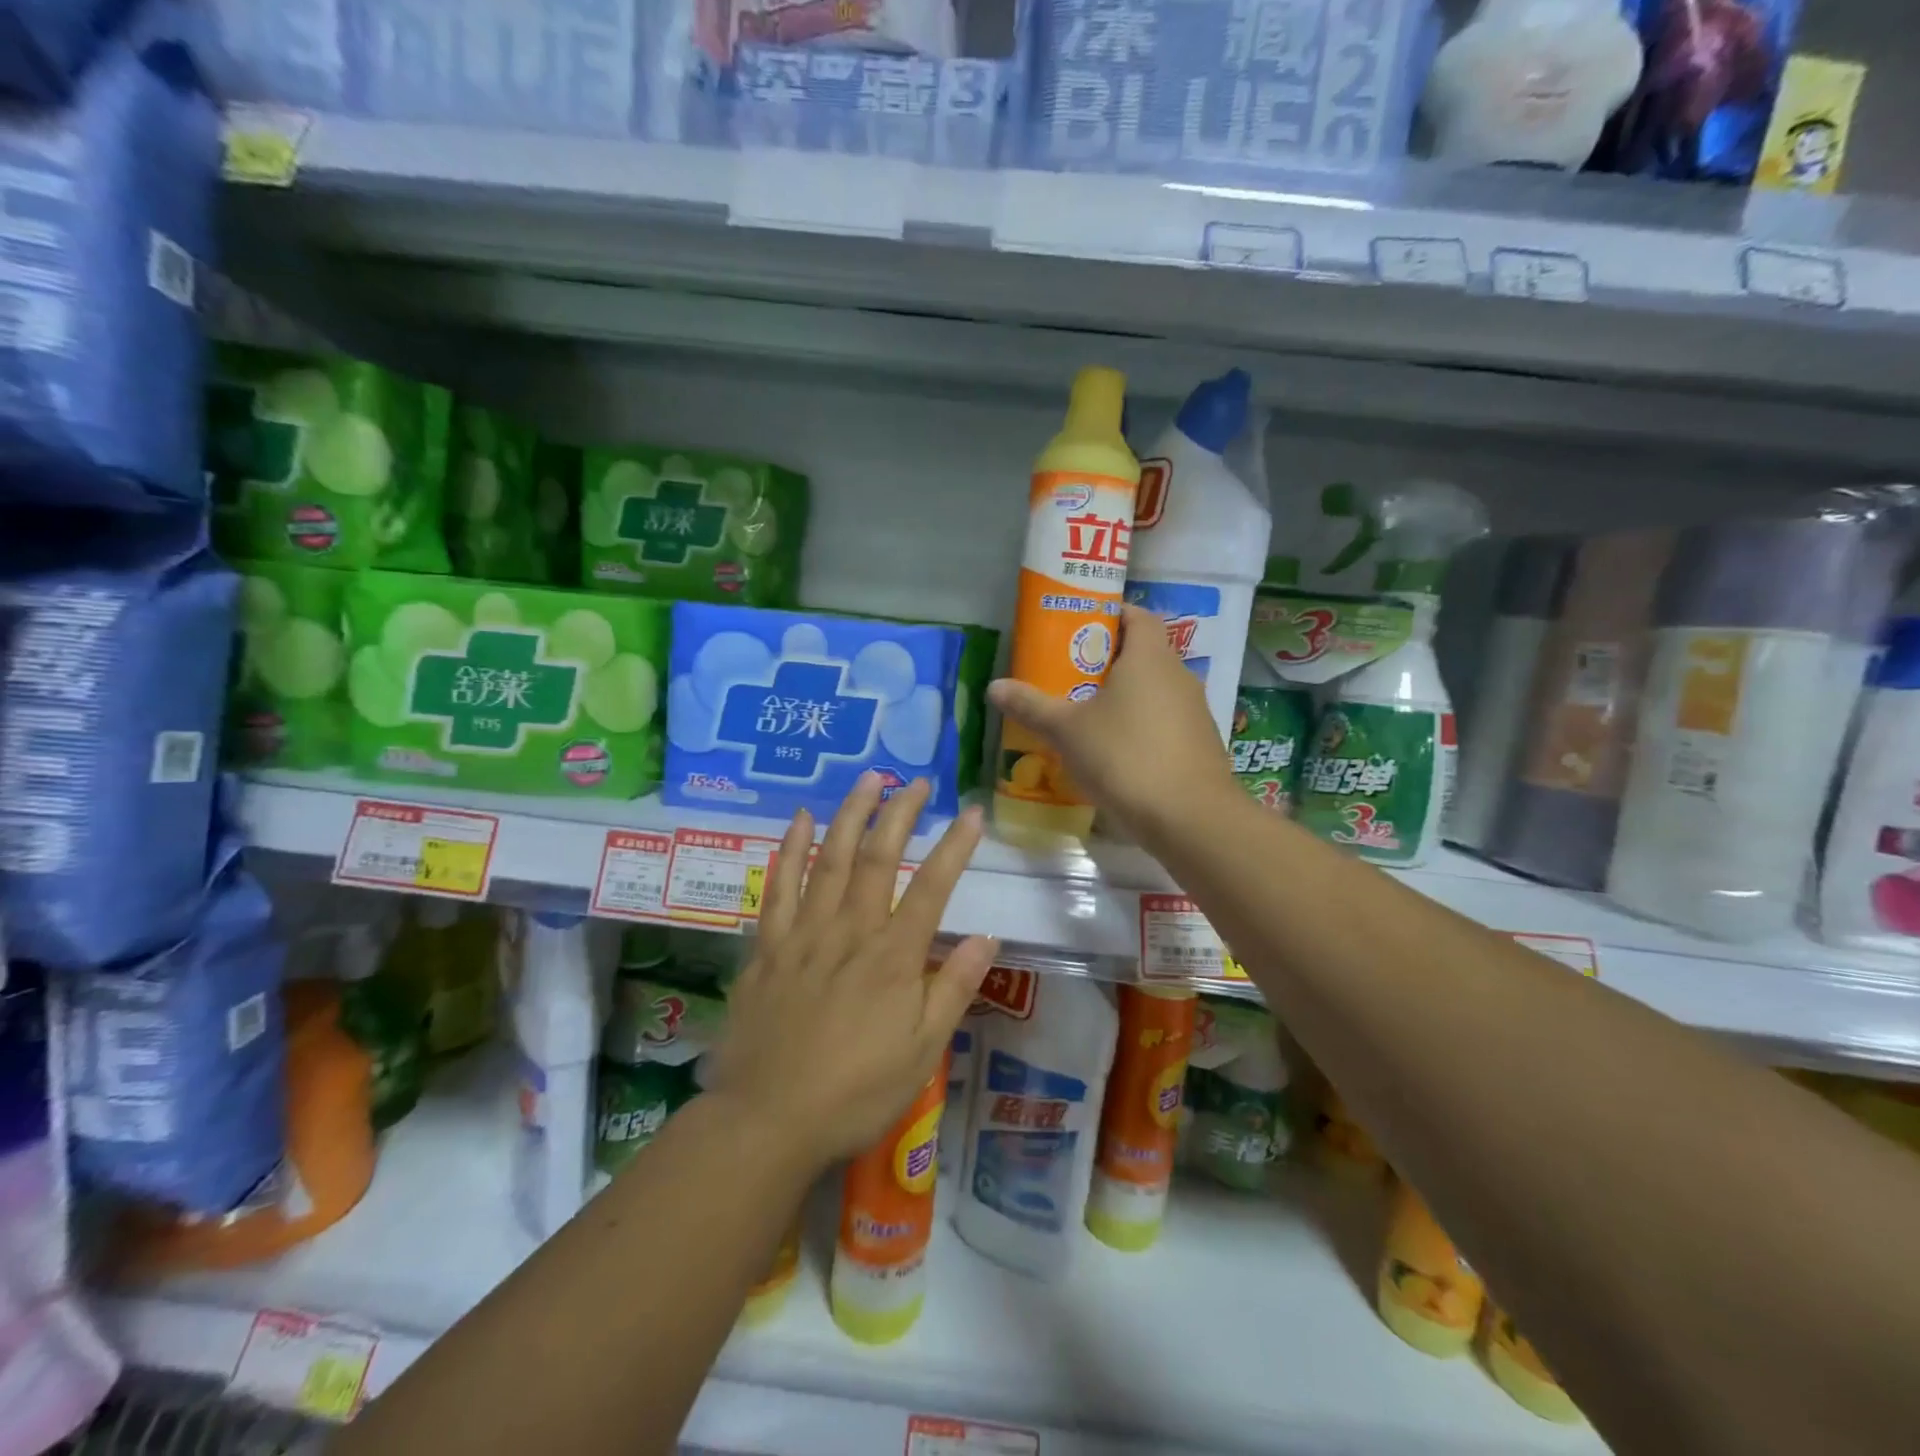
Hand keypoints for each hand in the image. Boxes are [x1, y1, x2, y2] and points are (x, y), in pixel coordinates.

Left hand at [701, 773, 997, 1172]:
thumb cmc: (855, 1092)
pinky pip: (777, 888)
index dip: (954, 847)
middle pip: (877, 859)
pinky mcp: (767, 947)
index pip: (931, 888)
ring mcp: (803, 935)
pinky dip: (789, 850)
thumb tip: (987, 937)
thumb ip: (953, 989)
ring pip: (828, 860)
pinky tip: (799, 820)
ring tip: (867, 779)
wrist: (767, 1121)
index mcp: (892, 959)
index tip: (971, 812)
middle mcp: (849, 933)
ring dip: (850, 816)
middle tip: (915, 782)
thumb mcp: (921, 1052)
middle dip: (899, 814)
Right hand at [987, 605, 1236, 841]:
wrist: (1190, 818)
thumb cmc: (1125, 757)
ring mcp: (1195, 712)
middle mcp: (1179, 676)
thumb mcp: (1067, 731)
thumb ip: (1032, 706)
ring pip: (1155, 691)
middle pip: (1144, 653)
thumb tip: (994, 686)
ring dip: (1126, 697)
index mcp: (1150, 657)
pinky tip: (1116, 753)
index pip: (1137, 616)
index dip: (1110, 615)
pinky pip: (1166, 722)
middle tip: (1070, 676)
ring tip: (1088, 716)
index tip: (1080, 629)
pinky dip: (1142, 727)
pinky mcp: (1200, 745)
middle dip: (1108, 661)